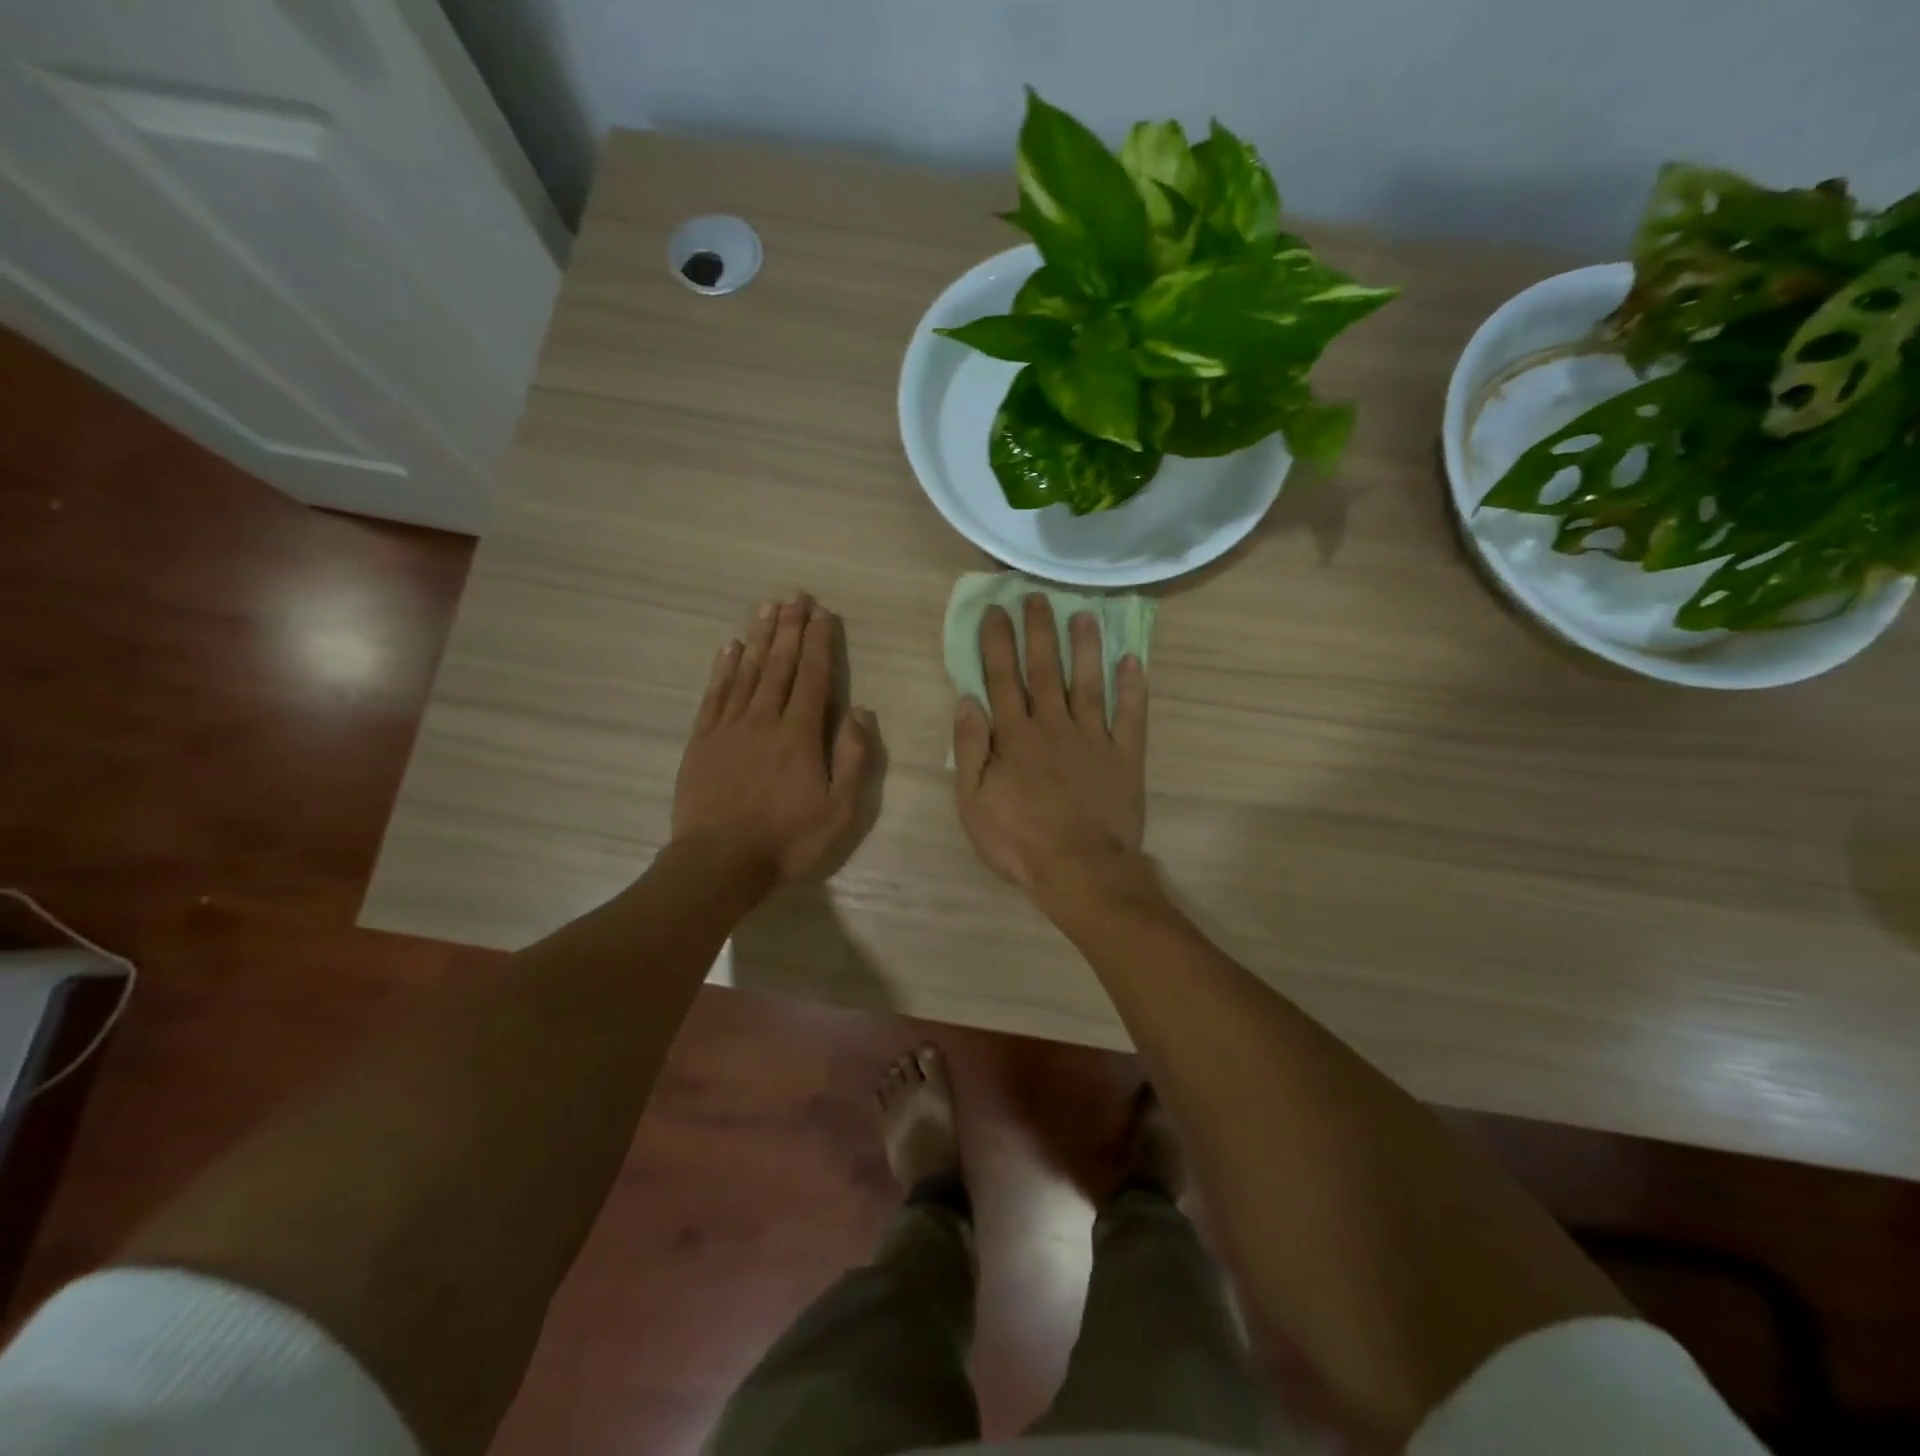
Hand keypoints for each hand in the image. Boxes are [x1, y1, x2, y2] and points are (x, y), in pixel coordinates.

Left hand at [673, 594, 880, 884]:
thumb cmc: (786, 840)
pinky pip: (715, 694)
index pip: (813, 677)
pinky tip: (729, 647)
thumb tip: (860, 712)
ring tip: (767, 608)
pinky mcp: (702, 740)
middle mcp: (764, 719)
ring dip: (759, 637)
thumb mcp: (839, 811)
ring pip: (747, 671)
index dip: (819, 642)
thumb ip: (853, 759)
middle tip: (795, 595)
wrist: (718, 863)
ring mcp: (729, 727)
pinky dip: (723, 668)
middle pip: (779, 664)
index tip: (823, 613)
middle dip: (790, 628)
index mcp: (799, 735)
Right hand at [953, 595, 1148, 894]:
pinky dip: (1133, 687)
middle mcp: (1054, 725)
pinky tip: (1133, 660)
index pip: (1002, 678)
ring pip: (1088, 682)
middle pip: (1044, 669)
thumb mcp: (973, 802)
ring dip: (1085, 647)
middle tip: (1037, 597)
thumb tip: (967, 700)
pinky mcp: (1125, 756)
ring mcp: (1094, 738)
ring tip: (1084, 614)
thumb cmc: (1019, 840)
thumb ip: (969, 748)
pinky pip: (1130, 715)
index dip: (997, 642)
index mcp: (1015, 736)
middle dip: (1038, 630)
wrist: (1080, 869)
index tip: (995, 610)